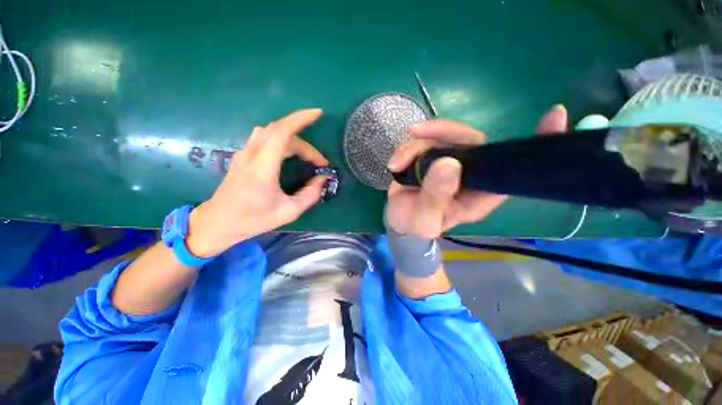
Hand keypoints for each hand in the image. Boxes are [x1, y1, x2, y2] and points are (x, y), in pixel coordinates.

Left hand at [187, 109, 328, 256]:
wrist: (218, 222)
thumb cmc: (253, 219)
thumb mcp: (288, 212)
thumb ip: (310, 195)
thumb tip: (323, 179)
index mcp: (263, 168)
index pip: (281, 132)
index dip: (300, 119)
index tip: (318, 114)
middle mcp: (251, 154)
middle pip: (281, 132)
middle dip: (305, 144)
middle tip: (319, 162)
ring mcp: (244, 153)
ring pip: (271, 132)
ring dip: (293, 140)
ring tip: (306, 156)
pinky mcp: (243, 156)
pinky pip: (264, 138)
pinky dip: (282, 140)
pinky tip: (290, 154)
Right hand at [385, 105, 568, 237]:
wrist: (400, 223)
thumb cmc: (416, 227)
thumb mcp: (424, 221)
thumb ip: (436, 197)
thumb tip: (448, 163)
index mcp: (479, 193)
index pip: (512, 168)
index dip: (534, 143)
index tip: (554, 115)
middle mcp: (469, 174)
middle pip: (471, 140)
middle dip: (444, 132)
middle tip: (417, 132)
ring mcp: (449, 164)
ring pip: (441, 138)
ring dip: (416, 145)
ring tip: (396, 163)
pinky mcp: (431, 159)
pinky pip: (423, 143)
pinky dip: (406, 150)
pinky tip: (394, 164)